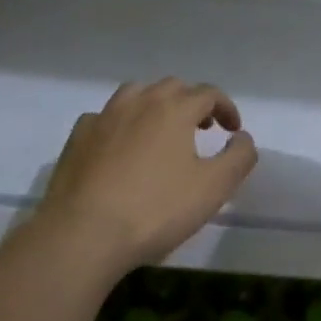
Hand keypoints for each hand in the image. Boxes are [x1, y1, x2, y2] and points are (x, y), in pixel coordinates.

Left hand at [31, 79, 257, 274]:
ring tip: (163, 131)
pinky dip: (122, 123)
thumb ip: (239, 157)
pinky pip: (106, 117)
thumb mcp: (214, 188)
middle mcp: (138, 102)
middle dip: (193, 102)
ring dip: (156, 105)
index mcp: (174, 109)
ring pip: (135, 94)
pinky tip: (123, 146)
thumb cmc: (156, 209)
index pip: (208, 93)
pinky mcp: (78, 137)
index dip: (226, 108)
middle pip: (172, 87)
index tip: (233, 131)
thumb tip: (242, 137)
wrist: (84, 233)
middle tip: (203, 128)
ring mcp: (103, 117)